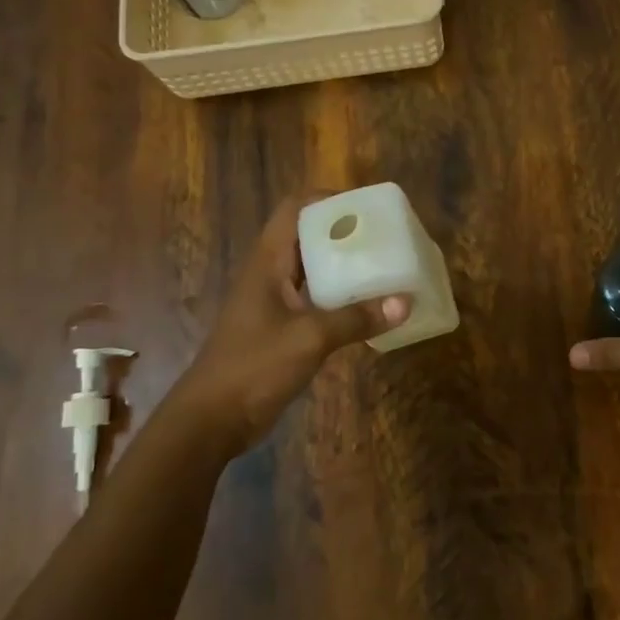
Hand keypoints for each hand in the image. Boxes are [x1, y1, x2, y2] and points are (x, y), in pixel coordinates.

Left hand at [170, 192, 408, 444]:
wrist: (212, 420)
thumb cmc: (253, 366)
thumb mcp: (310, 338)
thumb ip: (357, 318)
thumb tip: (406, 301)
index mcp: (268, 263)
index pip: (294, 210)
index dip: (328, 200)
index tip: (367, 207)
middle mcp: (271, 275)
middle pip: (309, 237)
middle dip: (347, 233)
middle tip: (387, 237)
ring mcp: (276, 303)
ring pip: (316, 270)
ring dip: (347, 267)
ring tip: (387, 265)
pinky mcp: (283, 329)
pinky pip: (318, 300)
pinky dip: (344, 298)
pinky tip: (372, 307)